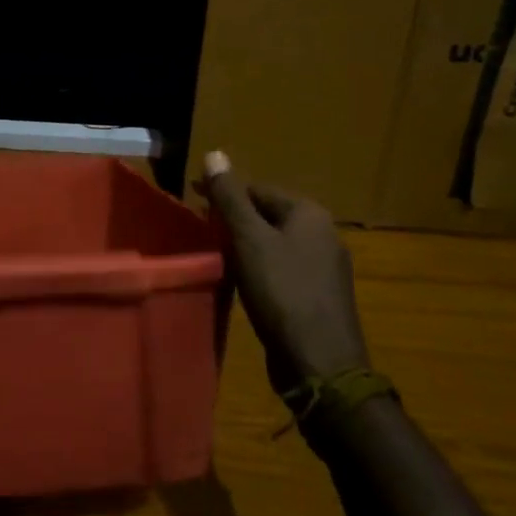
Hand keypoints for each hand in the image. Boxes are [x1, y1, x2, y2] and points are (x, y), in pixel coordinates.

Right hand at [201, 151, 368, 393]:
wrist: (320, 363)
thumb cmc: (282, 292)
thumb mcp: (249, 240)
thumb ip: (230, 197)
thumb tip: (215, 153)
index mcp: (310, 214)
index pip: (258, 189)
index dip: (223, 192)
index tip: (191, 200)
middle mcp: (323, 234)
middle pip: (267, 215)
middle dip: (233, 218)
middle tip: (199, 228)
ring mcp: (324, 267)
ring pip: (274, 243)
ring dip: (244, 245)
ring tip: (212, 252)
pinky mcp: (317, 296)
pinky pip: (282, 269)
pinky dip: (258, 267)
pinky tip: (239, 281)